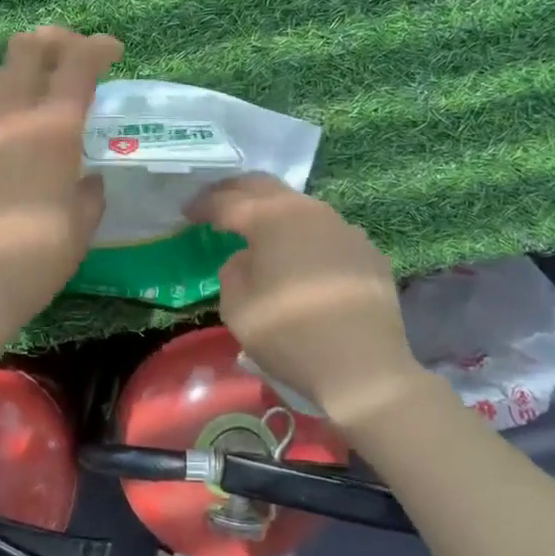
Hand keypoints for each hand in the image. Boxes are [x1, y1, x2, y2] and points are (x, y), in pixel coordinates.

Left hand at [0, 27, 123, 343]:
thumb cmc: (36, 258)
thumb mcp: (80, 226)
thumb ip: (88, 192)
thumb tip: (85, 178)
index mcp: (52, 129)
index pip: (78, 64)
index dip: (98, 48)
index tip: (111, 51)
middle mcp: (9, 114)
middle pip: (27, 49)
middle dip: (54, 41)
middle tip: (70, 56)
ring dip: (20, 73)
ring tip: (33, 94)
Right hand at [186, 175, 427, 426]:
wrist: (363, 367)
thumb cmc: (290, 335)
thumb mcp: (237, 308)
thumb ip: (233, 271)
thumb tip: (246, 259)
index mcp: (272, 219)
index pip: (228, 201)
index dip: (204, 205)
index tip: (187, 212)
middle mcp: (309, 211)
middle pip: (265, 188)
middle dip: (236, 191)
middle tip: (216, 203)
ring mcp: (344, 228)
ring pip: (299, 206)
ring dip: (273, 211)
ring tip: (257, 227)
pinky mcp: (367, 251)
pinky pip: (327, 232)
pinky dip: (305, 236)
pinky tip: (300, 256)